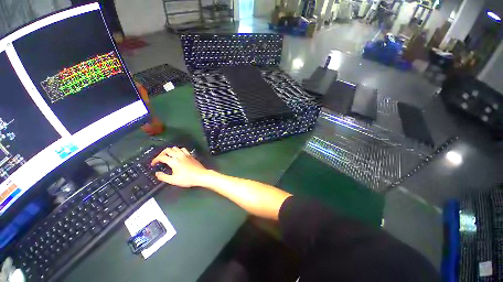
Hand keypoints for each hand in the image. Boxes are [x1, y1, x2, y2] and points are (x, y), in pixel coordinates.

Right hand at [151, 147, 209, 187]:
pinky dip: (178, 150)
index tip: (153, 164)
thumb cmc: (188, 179)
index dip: (155, 160)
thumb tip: (157, 173)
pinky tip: (178, 154)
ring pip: (176, 148)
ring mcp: (186, 155)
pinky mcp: (191, 155)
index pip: (161, 157)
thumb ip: (163, 177)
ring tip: (168, 156)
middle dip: (161, 153)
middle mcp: (179, 156)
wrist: (201, 176)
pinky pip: (183, 149)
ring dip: (170, 151)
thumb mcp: (173, 180)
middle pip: (168, 149)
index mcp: (174, 162)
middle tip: (159, 159)